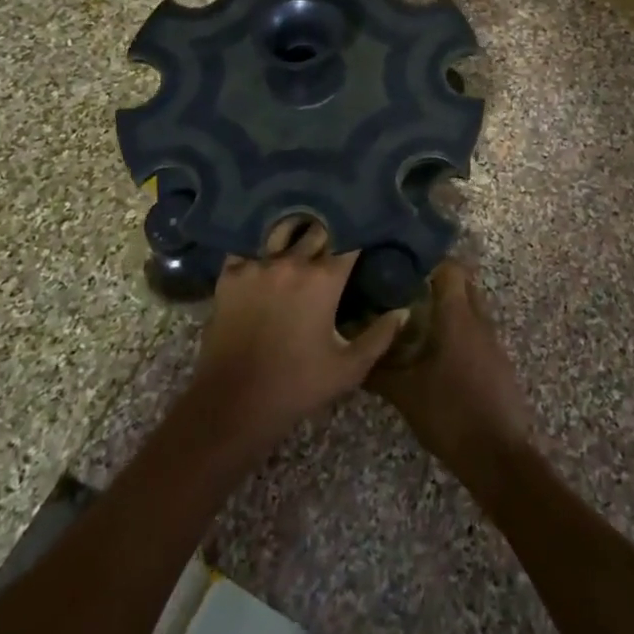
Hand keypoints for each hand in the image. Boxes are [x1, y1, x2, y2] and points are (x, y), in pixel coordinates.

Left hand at [186, 217, 405, 453]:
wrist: (233, 404)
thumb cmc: (296, 387)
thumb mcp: (348, 368)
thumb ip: (380, 336)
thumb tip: (403, 311)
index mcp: (324, 279)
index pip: (350, 240)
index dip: (360, 234)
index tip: (367, 234)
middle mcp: (292, 262)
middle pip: (317, 228)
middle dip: (330, 229)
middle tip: (336, 234)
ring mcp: (257, 265)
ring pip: (283, 230)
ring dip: (296, 230)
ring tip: (303, 233)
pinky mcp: (230, 275)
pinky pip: (248, 245)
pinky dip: (260, 244)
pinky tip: (266, 249)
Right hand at [370, 261, 533, 474]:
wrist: (498, 456)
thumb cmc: (450, 413)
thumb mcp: (405, 394)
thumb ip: (378, 370)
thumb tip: (353, 355)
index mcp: (458, 316)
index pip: (451, 268)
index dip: (428, 262)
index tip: (402, 267)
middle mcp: (479, 320)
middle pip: (463, 284)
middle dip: (436, 283)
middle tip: (404, 292)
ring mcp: (492, 341)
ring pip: (470, 309)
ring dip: (447, 309)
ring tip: (414, 321)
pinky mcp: (498, 362)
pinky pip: (476, 332)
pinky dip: (457, 332)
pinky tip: (435, 352)